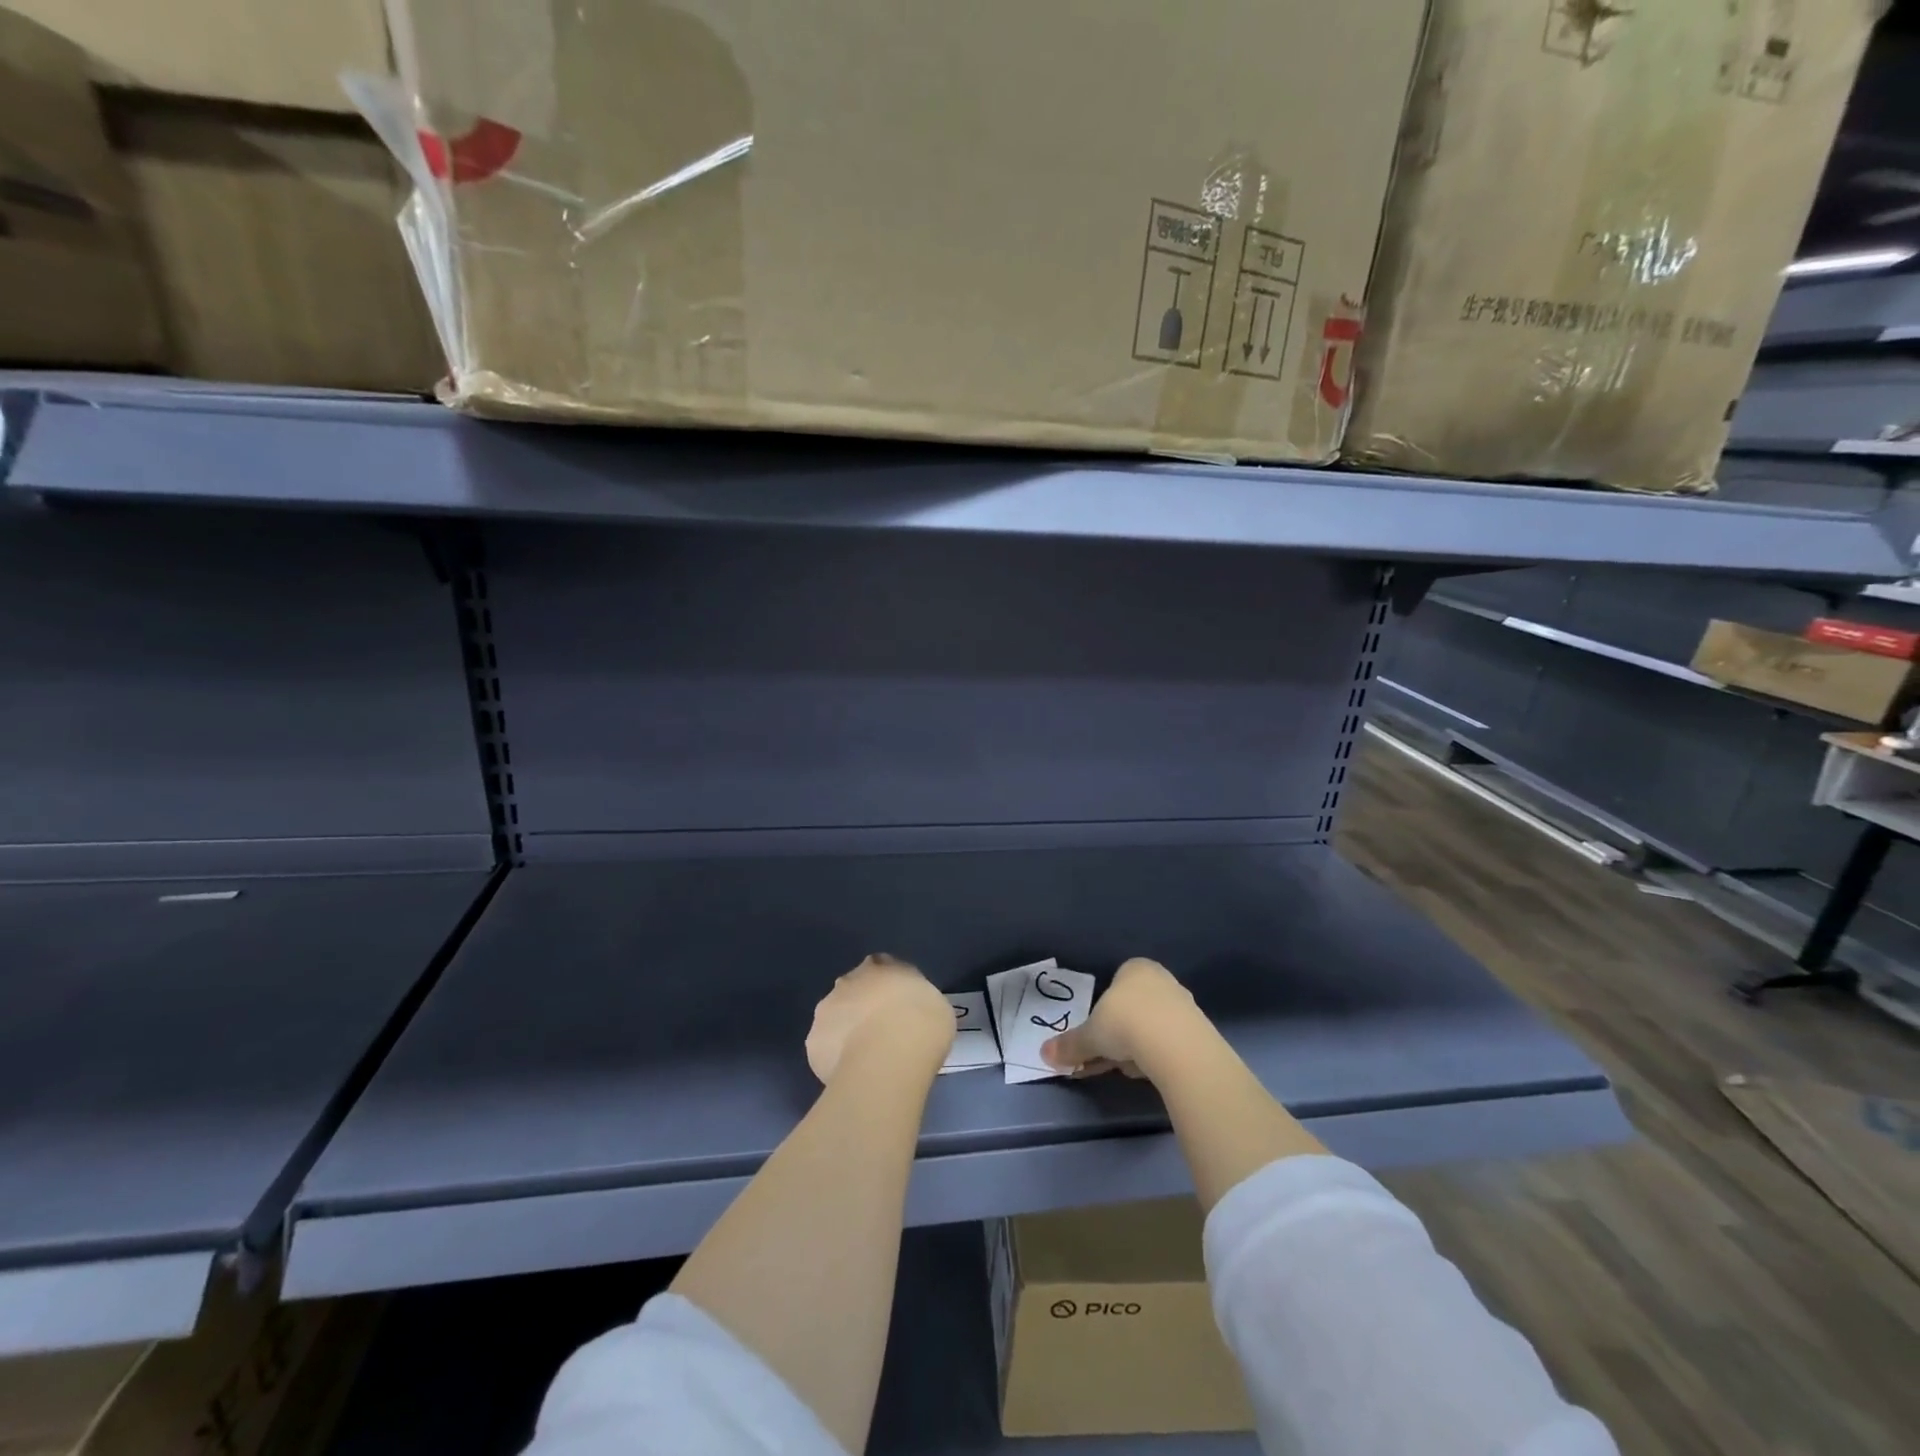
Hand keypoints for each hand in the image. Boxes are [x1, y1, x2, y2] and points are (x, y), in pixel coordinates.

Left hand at [806, 954, 954, 1083]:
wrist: (888, 1057)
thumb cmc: (921, 1025)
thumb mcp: (934, 1004)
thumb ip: (915, 1000)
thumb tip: (910, 1009)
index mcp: (879, 967)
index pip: (879, 967)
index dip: (886, 986)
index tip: (897, 1006)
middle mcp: (847, 982)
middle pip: (852, 990)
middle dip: (862, 1006)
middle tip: (881, 1031)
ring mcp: (826, 1011)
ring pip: (835, 1018)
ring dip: (846, 1030)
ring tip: (865, 1057)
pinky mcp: (813, 1043)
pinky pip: (826, 1048)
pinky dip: (835, 1057)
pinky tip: (852, 1072)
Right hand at [1042, 957, 1204, 1078]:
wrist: (1176, 1045)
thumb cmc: (1125, 1023)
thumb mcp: (1090, 1035)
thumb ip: (1070, 1044)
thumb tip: (1044, 1054)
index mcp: (1135, 968)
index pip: (1115, 984)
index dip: (1103, 1011)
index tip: (1097, 1035)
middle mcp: (1162, 979)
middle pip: (1134, 1007)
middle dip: (1120, 1032)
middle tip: (1108, 1056)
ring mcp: (1184, 1004)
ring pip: (1152, 1026)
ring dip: (1138, 1047)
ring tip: (1130, 1068)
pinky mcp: (1200, 1031)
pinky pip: (1170, 1042)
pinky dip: (1158, 1056)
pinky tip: (1152, 1071)